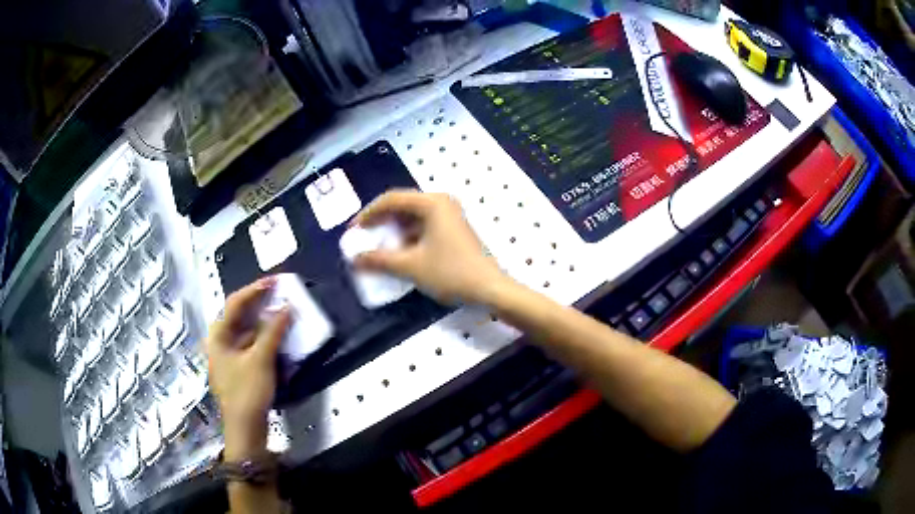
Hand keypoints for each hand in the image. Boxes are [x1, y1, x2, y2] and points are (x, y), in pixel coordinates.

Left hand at [205, 277, 290, 458]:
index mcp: (218, 336)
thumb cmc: (247, 391)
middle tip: (280, 294)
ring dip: (264, 322)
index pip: (235, 304)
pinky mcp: (239, 368)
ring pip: (247, 331)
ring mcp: (229, 356)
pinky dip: (264, 338)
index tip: (275, 282)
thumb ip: (273, 331)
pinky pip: (251, 344)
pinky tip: (278, 336)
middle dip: (260, 305)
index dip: (255, 290)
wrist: (246, 428)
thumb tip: (286, 307)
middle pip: (239, 316)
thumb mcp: (261, 359)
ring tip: (282, 312)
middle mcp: (220, 342)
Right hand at [353, 190, 510, 304]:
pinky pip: (424, 226)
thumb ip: (379, 260)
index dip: (368, 213)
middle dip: (381, 221)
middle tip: (363, 236)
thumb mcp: (410, 266)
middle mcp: (441, 202)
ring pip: (413, 216)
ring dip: (394, 230)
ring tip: (378, 246)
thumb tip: (354, 260)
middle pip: (403, 205)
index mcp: (432, 203)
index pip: (391, 199)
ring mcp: (450, 215)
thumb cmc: (450, 273)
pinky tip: (399, 252)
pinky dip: (408, 236)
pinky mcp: (454, 229)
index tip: (353, 230)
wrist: (489, 288)